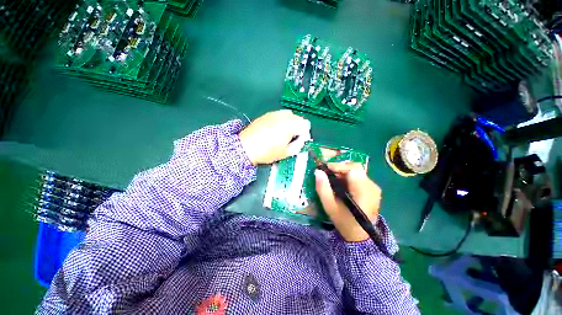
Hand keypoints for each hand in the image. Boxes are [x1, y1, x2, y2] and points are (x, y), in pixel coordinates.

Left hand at [239, 110, 310, 164]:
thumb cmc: (267, 152)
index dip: (305, 134)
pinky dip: (281, 121)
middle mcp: (284, 116)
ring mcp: (274, 113)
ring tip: (283, 134)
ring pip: (289, 115)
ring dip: (290, 124)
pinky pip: (279, 115)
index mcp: (290, 125)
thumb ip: (297, 146)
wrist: (245, 147)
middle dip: (298, 128)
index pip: (306, 125)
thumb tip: (300, 142)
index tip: (300, 142)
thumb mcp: (285, 153)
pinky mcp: (267, 114)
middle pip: (298, 118)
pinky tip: (274, 130)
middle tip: (292, 139)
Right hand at [315, 162, 381, 241]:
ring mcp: (374, 188)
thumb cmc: (344, 222)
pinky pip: (359, 177)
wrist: (360, 236)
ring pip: (356, 171)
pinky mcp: (373, 190)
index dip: (338, 166)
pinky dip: (348, 178)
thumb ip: (323, 188)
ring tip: (332, 180)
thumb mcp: (330, 206)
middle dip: (339, 168)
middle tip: (327, 174)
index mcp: (363, 191)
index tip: (325, 169)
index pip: (353, 169)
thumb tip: (318, 171)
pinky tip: (341, 185)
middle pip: (355, 168)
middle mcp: (372, 186)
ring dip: (343, 173)